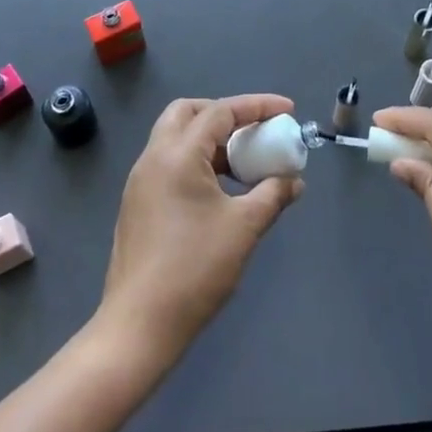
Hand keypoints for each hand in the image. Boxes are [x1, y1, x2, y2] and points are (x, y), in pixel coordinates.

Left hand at [98, 94, 302, 366]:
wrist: (139, 325)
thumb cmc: (195, 269)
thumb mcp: (244, 228)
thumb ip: (272, 195)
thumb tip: (294, 181)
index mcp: (177, 154)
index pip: (220, 112)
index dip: (256, 106)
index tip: (287, 110)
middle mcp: (153, 157)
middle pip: (187, 113)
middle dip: (224, 113)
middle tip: (253, 130)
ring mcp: (140, 181)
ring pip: (175, 137)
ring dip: (209, 139)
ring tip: (242, 162)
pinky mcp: (137, 204)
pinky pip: (168, 162)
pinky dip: (195, 160)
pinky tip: (219, 189)